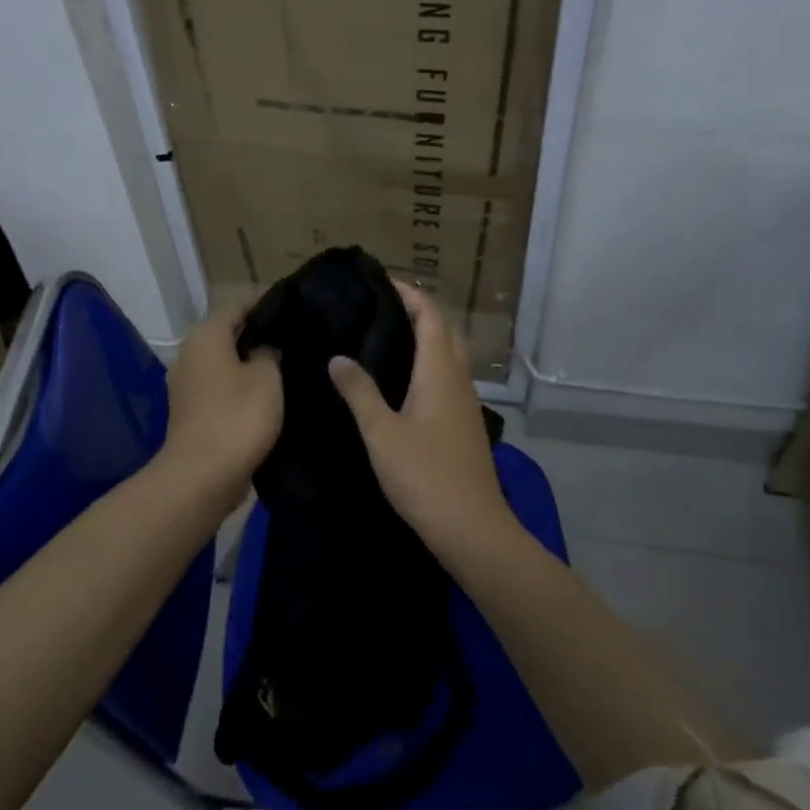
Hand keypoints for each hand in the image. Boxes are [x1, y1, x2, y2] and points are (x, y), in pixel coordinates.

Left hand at [158, 301, 280, 504]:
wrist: (202, 476)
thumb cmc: (238, 416)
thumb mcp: (267, 377)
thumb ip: (269, 352)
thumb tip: (267, 345)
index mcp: (206, 335)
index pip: (240, 305)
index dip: (268, 303)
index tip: (296, 305)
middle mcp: (190, 353)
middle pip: (230, 333)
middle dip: (260, 333)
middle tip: (296, 335)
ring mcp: (187, 384)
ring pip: (226, 361)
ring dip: (251, 361)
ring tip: (287, 362)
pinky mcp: (192, 411)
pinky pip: (222, 386)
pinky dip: (241, 385)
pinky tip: (268, 392)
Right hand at [328, 284, 512, 551]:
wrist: (471, 528)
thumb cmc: (425, 476)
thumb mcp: (382, 433)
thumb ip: (359, 392)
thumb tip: (338, 357)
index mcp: (441, 371)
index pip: (430, 315)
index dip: (409, 293)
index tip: (380, 281)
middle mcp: (458, 378)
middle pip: (444, 330)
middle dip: (417, 310)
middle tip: (379, 306)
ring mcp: (465, 402)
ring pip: (448, 354)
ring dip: (425, 336)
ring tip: (385, 336)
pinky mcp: (463, 423)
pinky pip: (447, 376)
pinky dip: (427, 363)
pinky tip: (402, 380)